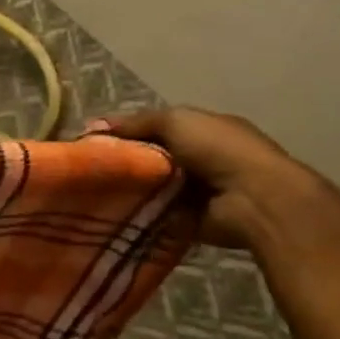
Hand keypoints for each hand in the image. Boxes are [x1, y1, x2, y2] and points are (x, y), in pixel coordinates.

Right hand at [97, 107, 329, 250]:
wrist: (254, 200)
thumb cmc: (219, 150)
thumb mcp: (175, 121)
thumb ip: (136, 122)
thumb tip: (92, 126)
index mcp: (204, 130)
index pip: (156, 128)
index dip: (126, 132)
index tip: (92, 141)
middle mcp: (201, 158)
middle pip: (149, 157)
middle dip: (122, 161)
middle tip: (86, 167)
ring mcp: (195, 190)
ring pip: (147, 185)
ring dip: (125, 188)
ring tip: (89, 190)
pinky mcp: (187, 217)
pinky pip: (150, 211)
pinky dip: (133, 211)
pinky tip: (108, 209)